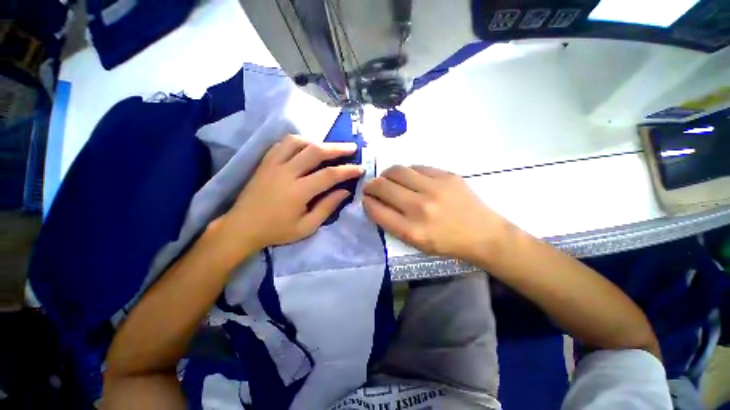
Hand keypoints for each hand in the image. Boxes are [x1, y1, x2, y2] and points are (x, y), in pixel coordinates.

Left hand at [213, 135, 362, 251]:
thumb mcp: (306, 227)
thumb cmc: (276, 230)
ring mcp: (273, 164)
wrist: (242, 227)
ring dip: (317, 142)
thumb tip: (344, 191)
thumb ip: (327, 207)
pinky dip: (298, 142)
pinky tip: (305, 147)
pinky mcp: (264, 162)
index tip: (360, 168)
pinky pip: (282, 144)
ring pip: (297, 142)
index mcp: (298, 191)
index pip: (329, 175)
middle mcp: (286, 172)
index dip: (347, 170)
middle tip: (352, 147)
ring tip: (328, 147)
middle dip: (337, 148)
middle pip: (315, 152)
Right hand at [363, 165, 509, 262]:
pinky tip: (410, 178)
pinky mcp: (447, 176)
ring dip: (386, 174)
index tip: (366, 198)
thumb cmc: (447, 243)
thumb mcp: (416, 243)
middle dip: (371, 185)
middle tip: (372, 187)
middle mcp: (419, 208)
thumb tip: (375, 202)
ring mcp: (434, 188)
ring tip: (388, 179)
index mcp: (411, 230)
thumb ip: (392, 223)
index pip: (376, 209)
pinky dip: (407, 172)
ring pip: (396, 170)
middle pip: (382, 186)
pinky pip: (416, 167)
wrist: (484, 235)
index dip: (366, 201)